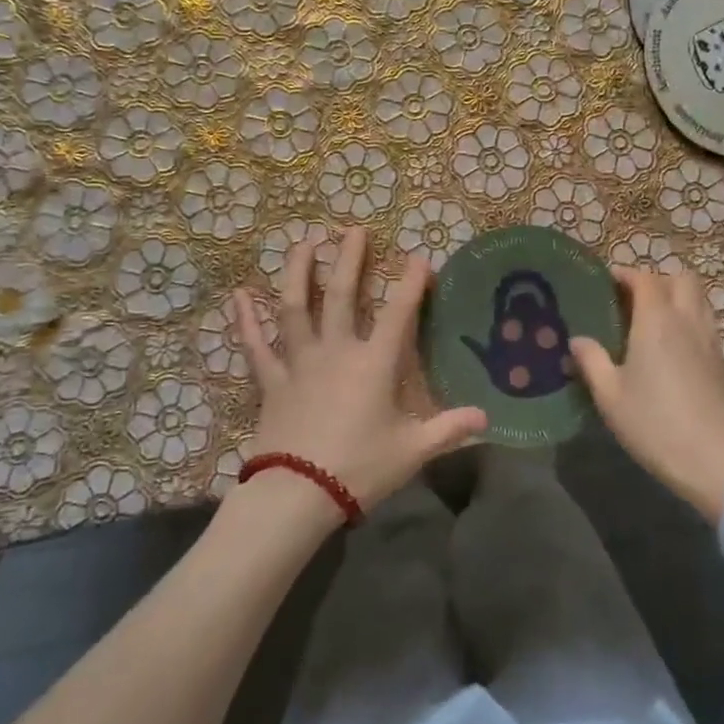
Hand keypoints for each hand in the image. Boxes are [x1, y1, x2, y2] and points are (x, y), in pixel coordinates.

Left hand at [231, 226, 486, 514]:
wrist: (299, 493)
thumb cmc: (360, 468)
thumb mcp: (413, 450)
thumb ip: (449, 429)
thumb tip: (486, 416)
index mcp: (374, 364)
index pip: (399, 314)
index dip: (411, 283)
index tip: (419, 258)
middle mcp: (337, 351)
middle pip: (344, 296)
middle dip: (350, 260)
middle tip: (354, 230)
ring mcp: (300, 362)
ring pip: (296, 307)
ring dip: (300, 273)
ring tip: (304, 243)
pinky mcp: (272, 380)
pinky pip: (256, 345)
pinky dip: (245, 320)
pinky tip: (238, 295)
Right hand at [570, 267, 723, 524]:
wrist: (715, 461)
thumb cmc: (654, 424)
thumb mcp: (609, 396)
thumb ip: (591, 361)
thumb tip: (577, 340)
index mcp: (656, 321)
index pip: (644, 278)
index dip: (625, 274)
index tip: (606, 282)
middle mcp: (687, 321)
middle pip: (681, 278)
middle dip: (657, 279)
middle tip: (632, 299)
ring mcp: (710, 340)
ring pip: (699, 298)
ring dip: (677, 297)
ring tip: (652, 320)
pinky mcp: (722, 362)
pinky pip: (706, 323)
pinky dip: (689, 320)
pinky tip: (672, 348)